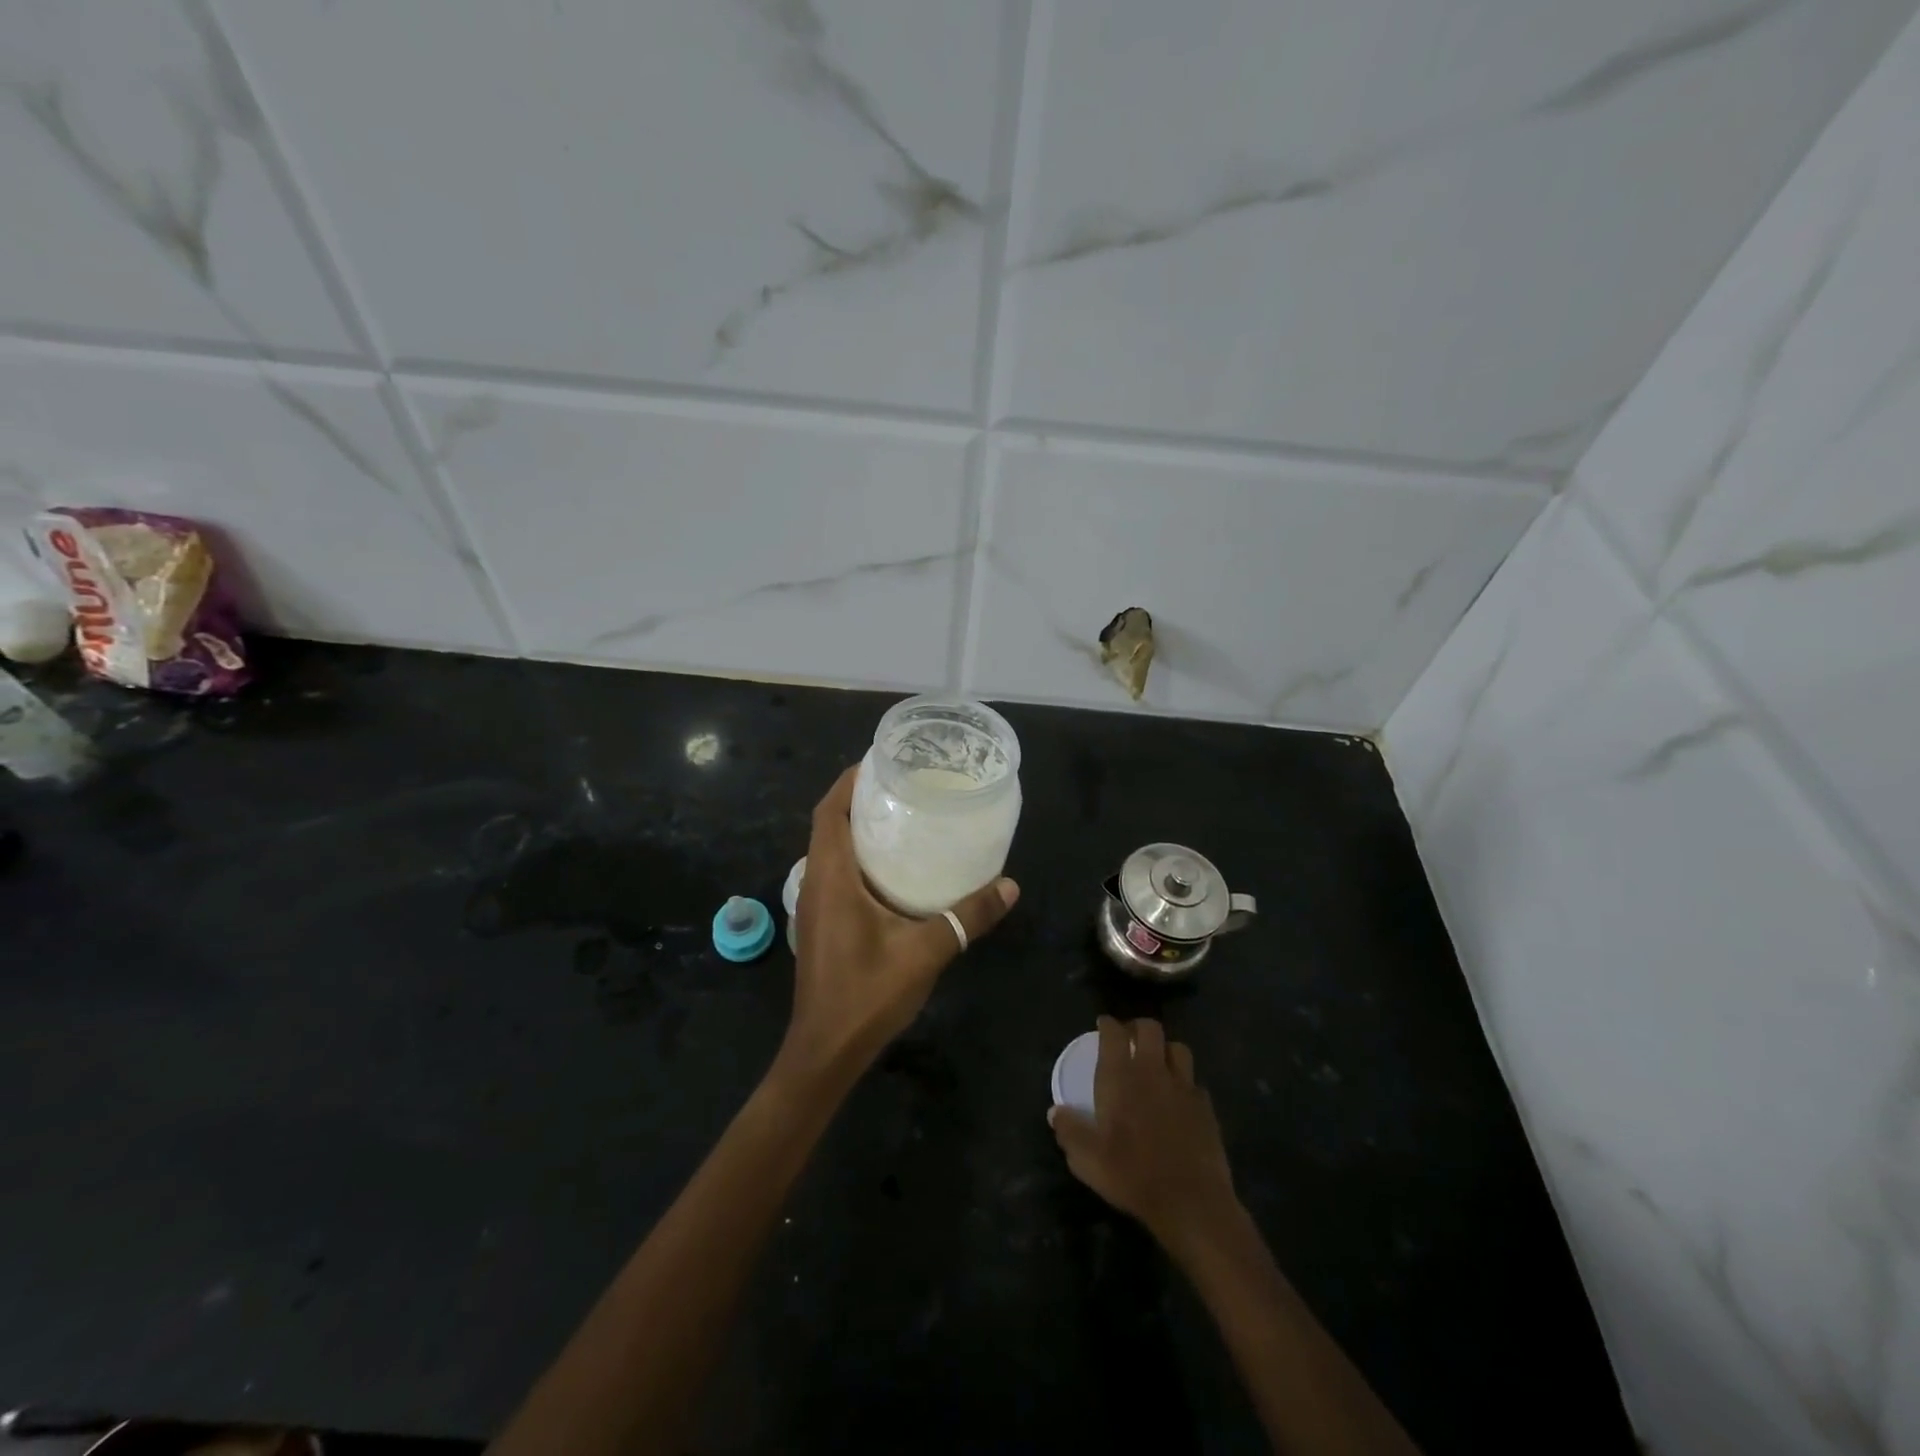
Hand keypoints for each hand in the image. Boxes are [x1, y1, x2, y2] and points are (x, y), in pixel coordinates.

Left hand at [784, 765, 1018, 1082]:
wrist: (825, 1051)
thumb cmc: (866, 995)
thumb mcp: (924, 952)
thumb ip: (966, 917)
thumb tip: (1010, 885)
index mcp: (830, 876)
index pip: (830, 810)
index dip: (850, 780)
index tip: (884, 761)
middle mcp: (816, 882)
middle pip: (830, 823)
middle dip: (861, 798)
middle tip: (906, 785)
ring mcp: (815, 905)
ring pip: (832, 849)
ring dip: (859, 828)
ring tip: (905, 816)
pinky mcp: (822, 922)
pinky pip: (837, 872)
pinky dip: (860, 857)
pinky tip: (896, 868)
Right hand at [1049, 1016, 1238, 1245]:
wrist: (1190, 1202)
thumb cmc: (1132, 1174)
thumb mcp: (1087, 1159)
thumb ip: (1069, 1131)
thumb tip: (1055, 1112)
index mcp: (1121, 1077)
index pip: (1114, 1033)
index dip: (1108, 1024)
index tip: (1102, 1025)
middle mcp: (1153, 1071)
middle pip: (1150, 1028)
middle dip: (1138, 1027)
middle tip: (1130, 1039)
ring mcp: (1183, 1087)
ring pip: (1178, 1048)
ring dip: (1165, 1050)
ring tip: (1157, 1063)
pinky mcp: (1206, 1107)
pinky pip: (1194, 1082)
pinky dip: (1184, 1083)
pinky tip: (1179, 1098)